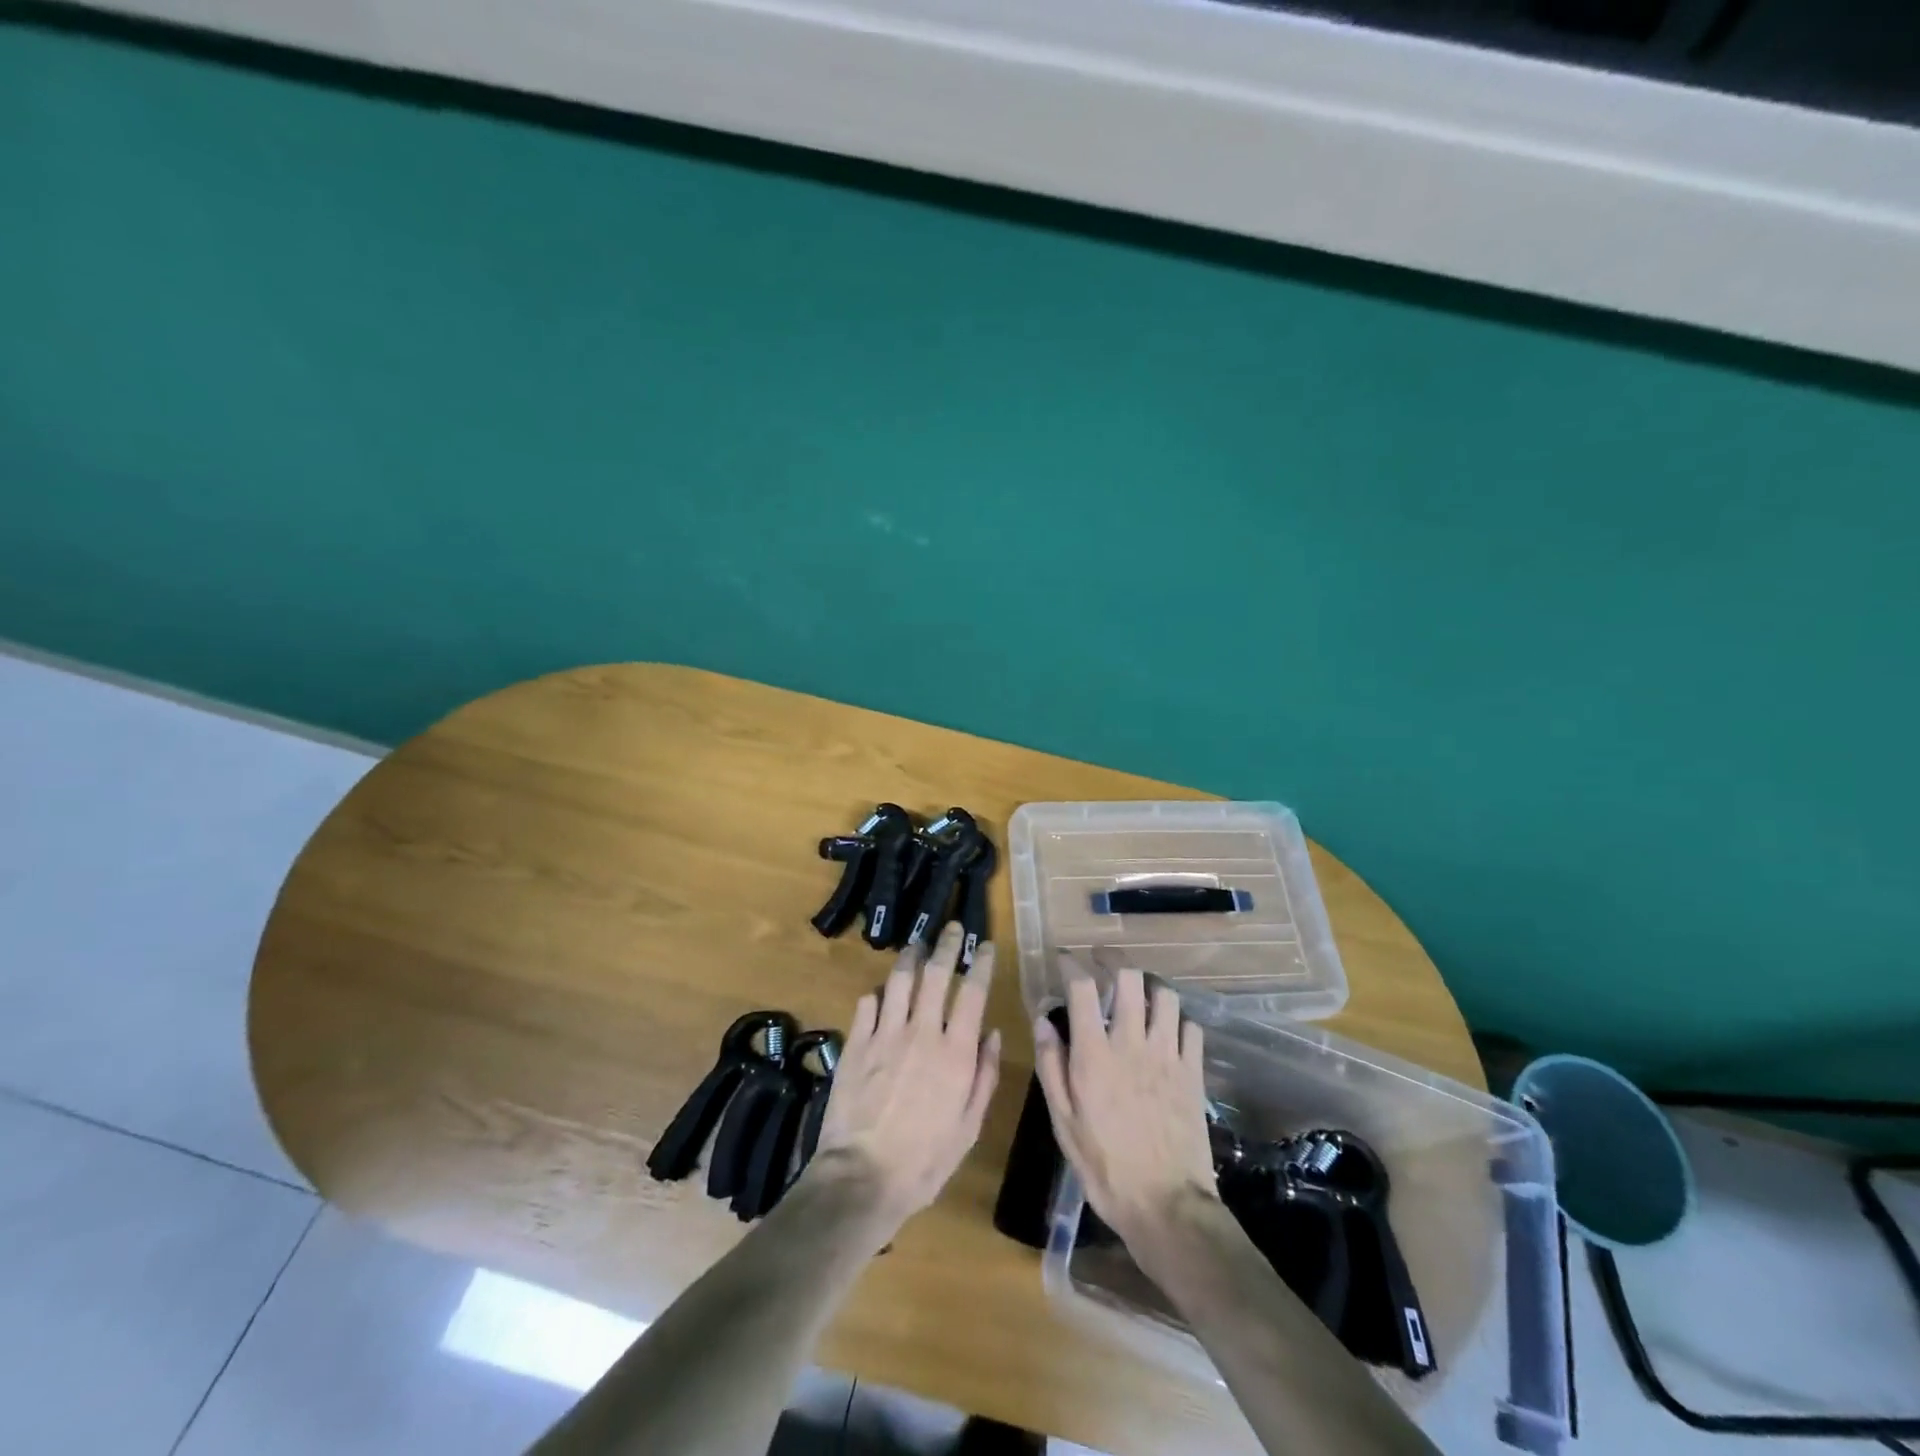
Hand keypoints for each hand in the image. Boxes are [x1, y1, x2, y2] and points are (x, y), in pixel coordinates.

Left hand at [808, 922, 1002, 1234]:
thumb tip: (993, 1034)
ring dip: (910, 957)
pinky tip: (881, 992)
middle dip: (947, 945)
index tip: (986, 945)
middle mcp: (922, 1032)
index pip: (973, 993)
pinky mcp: (856, 1043)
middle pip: (936, 974)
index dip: (981, 964)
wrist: (863, 1177)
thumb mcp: (969, 1126)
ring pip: (899, 980)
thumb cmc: (925, 1160)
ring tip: (917, 945)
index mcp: (955, 1052)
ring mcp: (885, 1034)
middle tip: (952, 928)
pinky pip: (867, 1003)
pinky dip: (877, 993)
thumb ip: (984, 1076)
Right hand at [1033, 962, 1217, 1245]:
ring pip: (1165, 996)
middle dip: (1113, 961)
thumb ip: (1051, 1065)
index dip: (1072, 965)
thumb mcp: (1063, 1122)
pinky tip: (1168, 1031)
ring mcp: (1168, 1056)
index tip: (1065, 960)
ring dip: (1149, 987)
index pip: (1083, 988)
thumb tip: (1043, 1020)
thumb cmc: (1104, 1167)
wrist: (1166, 1207)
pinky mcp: (1193, 1072)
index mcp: (1094, 1055)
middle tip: (1101, 962)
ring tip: (1138, 993)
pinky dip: (1178, 1020)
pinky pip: (1191, 1027)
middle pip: (1129, 978)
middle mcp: (1132, 1043)